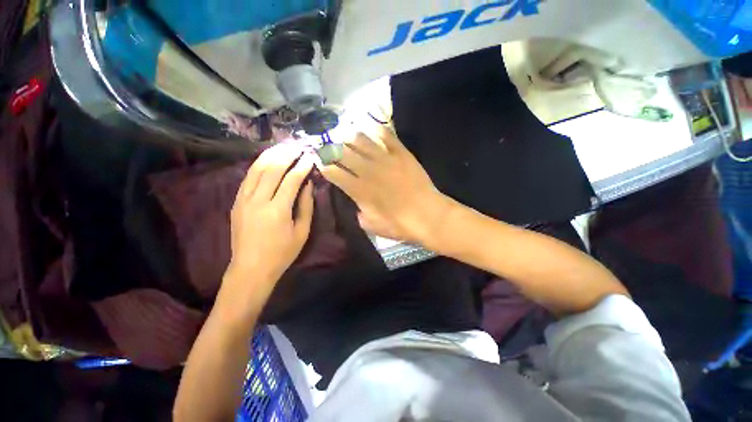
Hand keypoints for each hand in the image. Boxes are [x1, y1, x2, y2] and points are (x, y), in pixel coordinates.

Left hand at [225, 145, 314, 299]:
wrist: (251, 268)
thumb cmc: (282, 253)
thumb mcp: (302, 232)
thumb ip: (306, 206)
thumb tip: (308, 185)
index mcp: (277, 210)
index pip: (291, 179)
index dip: (302, 166)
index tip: (310, 157)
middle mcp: (258, 200)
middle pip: (272, 169)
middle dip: (287, 155)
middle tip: (298, 146)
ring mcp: (243, 200)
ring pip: (256, 169)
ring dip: (271, 155)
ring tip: (283, 147)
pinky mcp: (236, 202)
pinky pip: (247, 177)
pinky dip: (258, 165)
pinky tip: (267, 160)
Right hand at [318, 119, 450, 244]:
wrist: (428, 215)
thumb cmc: (399, 224)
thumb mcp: (372, 226)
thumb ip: (359, 213)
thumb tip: (357, 204)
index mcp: (359, 189)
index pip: (334, 172)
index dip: (323, 165)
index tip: (319, 161)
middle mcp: (368, 170)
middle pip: (343, 152)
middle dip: (331, 148)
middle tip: (328, 145)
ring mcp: (385, 159)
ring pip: (361, 140)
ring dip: (349, 136)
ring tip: (344, 134)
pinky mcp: (401, 153)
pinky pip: (386, 135)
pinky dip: (376, 130)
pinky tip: (370, 128)